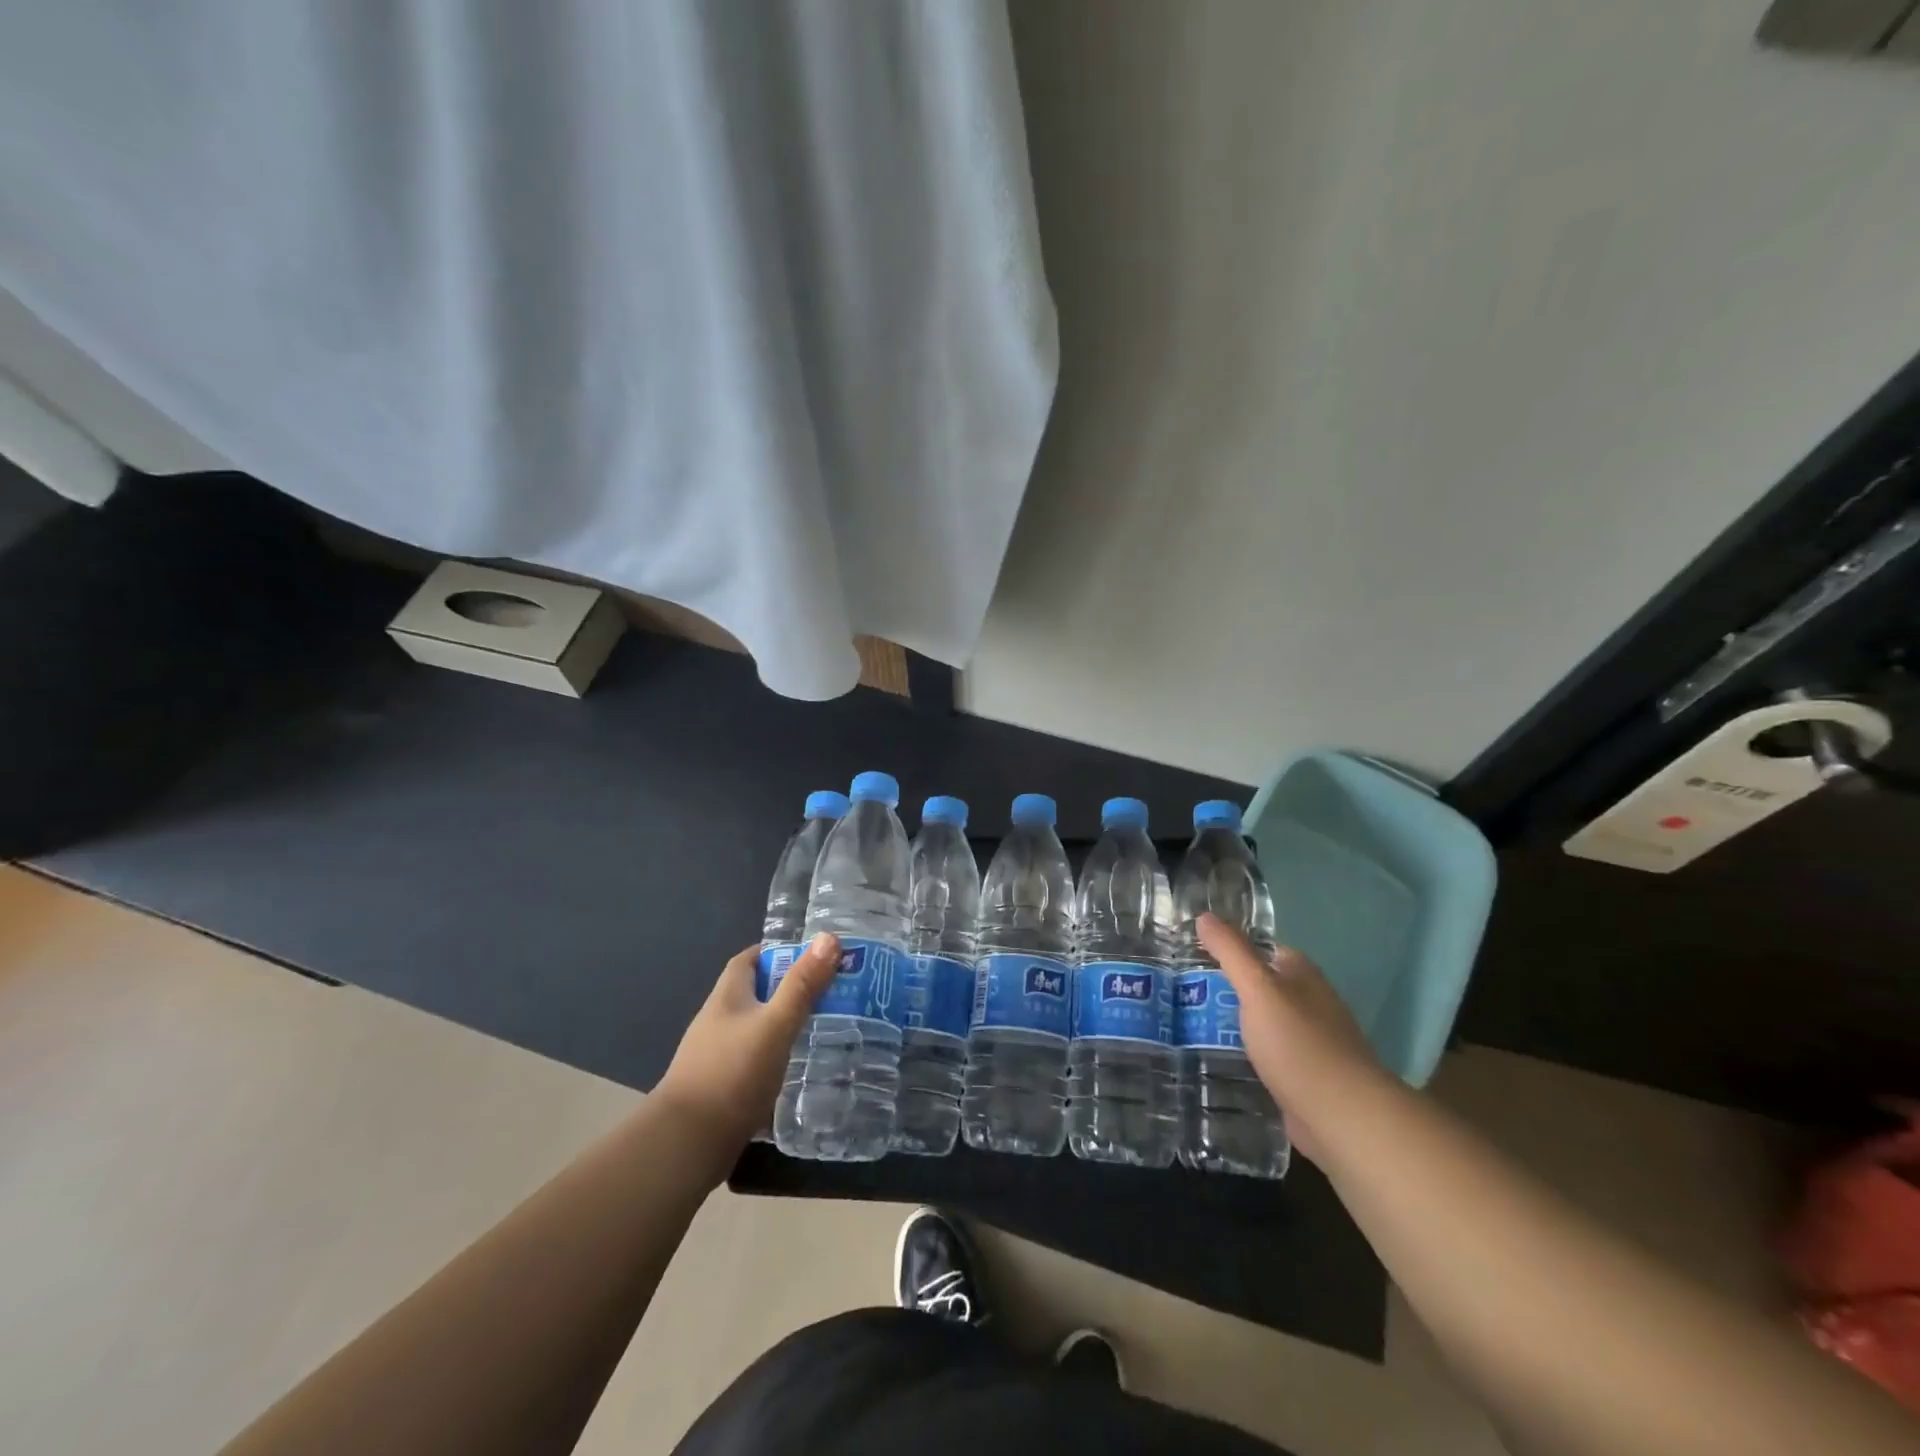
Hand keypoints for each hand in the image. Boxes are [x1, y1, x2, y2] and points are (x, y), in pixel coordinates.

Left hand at [654, 933, 839, 1153]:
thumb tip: (829, 937)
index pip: (749, 959)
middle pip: (755, 993)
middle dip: (788, 989)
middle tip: (830, 993)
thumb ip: (802, 985)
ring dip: (783, 1025)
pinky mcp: (721, 1089)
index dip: (777, 952)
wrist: (686, 1146)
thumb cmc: (732, 1074)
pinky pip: (754, 1061)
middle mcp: (718, 1021)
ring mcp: (716, 1056)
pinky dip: (775, 1059)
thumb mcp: (775, 1024)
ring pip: (755, 1029)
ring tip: (823, 1029)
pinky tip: (798, 1070)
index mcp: (727, 997)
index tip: (812, 956)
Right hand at [1197, 912, 1385, 1162]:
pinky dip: (1248, 1057)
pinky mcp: (1306, 1078)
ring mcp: (1311, 1043)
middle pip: (1263, 987)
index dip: (1231, 950)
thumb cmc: (1299, 1045)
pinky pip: (1269, 1058)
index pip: (1263, 950)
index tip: (1194, 956)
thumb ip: (1231, 952)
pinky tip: (1221, 1062)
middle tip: (1184, 993)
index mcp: (1302, 975)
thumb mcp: (1258, 989)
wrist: (1343, 1118)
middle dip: (1229, 989)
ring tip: (1190, 1026)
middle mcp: (1311, 1003)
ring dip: (1236, 1025)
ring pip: (1265, 1024)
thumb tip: (1205, 915)